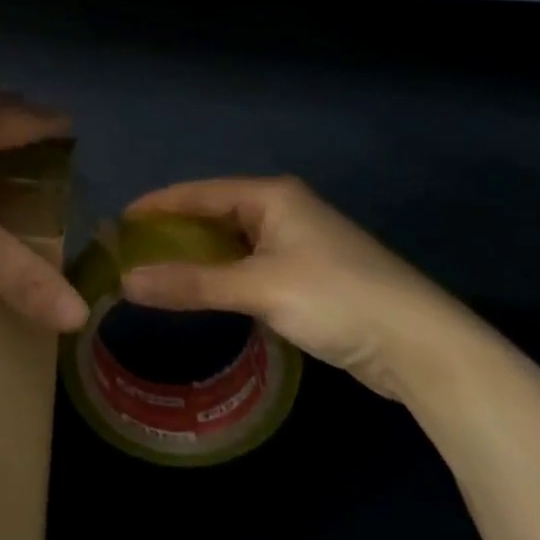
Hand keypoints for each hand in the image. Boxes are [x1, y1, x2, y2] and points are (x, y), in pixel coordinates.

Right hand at [121, 177, 482, 400]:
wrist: (422, 346)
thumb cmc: (336, 298)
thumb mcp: (258, 289)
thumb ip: (192, 285)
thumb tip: (125, 283)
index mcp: (271, 196)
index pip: (199, 192)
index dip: (157, 205)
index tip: (117, 221)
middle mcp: (282, 210)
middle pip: (214, 214)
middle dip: (173, 232)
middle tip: (131, 251)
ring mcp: (298, 243)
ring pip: (232, 244)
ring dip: (197, 258)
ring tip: (155, 272)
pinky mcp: (308, 276)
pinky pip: (249, 267)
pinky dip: (222, 277)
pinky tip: (202, 293)